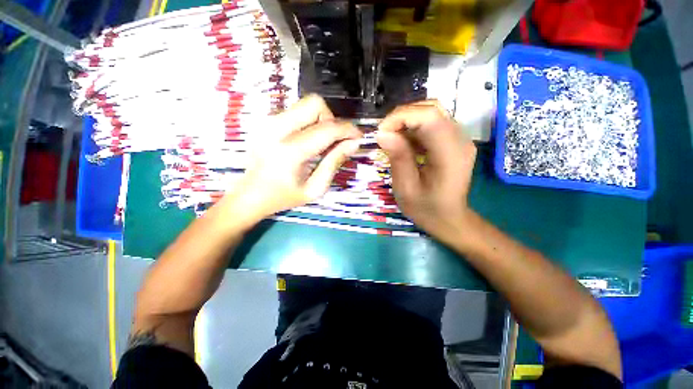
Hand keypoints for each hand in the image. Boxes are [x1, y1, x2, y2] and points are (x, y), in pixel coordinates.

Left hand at [226, 95, 361, 225]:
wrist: (250, 195)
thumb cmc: (284, 196)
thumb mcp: (315, 189)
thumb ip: (334, 163)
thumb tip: (353, 143)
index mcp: (290, 152)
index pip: (327, 129)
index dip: (348, 130)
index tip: (358, 137)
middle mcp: (276, 129)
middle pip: (315, 104)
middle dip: (331, 120)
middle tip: (333, 140)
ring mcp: (268, 122)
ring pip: (305, 104)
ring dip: (320, 120)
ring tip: (320, 142)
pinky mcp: (265, 121)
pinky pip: (295, 111)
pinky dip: (308, 122)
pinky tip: (306, 141)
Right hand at [376, 101, 476, 241]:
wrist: (449, 219)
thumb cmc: (426, 209)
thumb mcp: (406, 188)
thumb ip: (398, 158)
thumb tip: (382, 133)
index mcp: (450, 154)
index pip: (429, 117)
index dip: (401, 117)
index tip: (380, 133)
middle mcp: (460, 139)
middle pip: (431, 109)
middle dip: (402, 116)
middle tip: (384, 134)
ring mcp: (460, 138)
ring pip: (432, 113)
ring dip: (407, 121)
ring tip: (391, 138)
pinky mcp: (454, 141)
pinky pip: (433, 123)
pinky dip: (414, 128)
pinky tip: (404, 143)